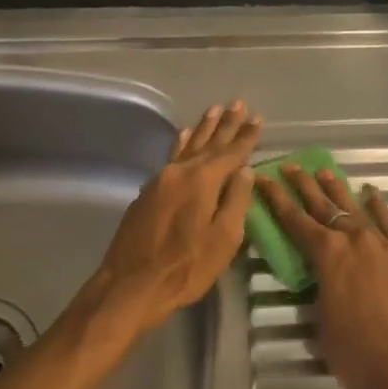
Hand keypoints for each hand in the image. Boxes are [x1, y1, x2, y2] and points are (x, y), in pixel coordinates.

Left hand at [87, 101, 261, 338]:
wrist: (130, 285)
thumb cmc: (185, 267)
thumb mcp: (223, 240)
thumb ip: (236, 201)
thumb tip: (246, 172)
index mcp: (203, 181)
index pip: (232, 153)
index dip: (246, 136)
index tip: (257, 118)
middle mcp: (181, 172)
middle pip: (209, 143)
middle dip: (225, 124)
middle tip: (237, 103)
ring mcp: (161, 180)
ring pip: (187, 147)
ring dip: (203, 129)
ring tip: (213, 110)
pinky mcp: (148, 192)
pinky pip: (171, 157)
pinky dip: (180, 144)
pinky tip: (183, 136)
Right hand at [253, 164, 387, 388]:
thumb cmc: (357, 353)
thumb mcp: (322, 323)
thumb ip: (319, 291)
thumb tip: (322, 280)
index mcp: (328, 255)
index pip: (294, 220)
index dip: (276, 198)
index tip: (263, 177)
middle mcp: (354, 239)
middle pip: (324, 205)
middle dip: (304, 184)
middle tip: (291, 166)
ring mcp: (383, 244)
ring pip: (355, 208)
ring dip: (338, 189)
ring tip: (324, 171)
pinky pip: (387, 223)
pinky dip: (377, 207)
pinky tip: (371, 194)